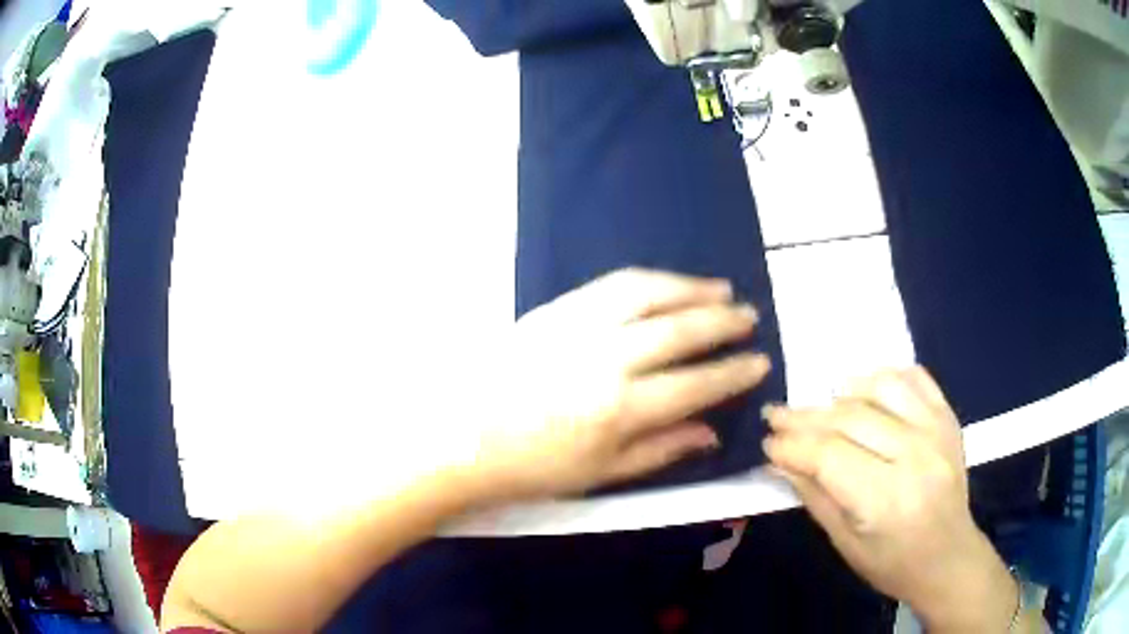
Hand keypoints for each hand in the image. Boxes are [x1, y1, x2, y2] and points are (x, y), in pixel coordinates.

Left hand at [469, 268, 770, 501]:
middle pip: (680, 330)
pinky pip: (614, 284)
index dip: (734, 373)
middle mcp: (606, 359)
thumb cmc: (533, 467)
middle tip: (750, 318)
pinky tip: (669, 284)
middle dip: (724, 323)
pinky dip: (651, 280)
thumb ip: (661, 449)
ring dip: (692, 289)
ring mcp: (579, 326)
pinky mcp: (556, 308)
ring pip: (650, 294)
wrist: (463, 437)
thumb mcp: (601, 474)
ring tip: (721, 291)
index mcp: (619, 410)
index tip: (760, 361)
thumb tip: (711, 429)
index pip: (695, 384)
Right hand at [763, 368, 1018, 631]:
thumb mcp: (844, 543)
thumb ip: (813, 496)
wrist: (949, 557)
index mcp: (886, 499)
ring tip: (823, 404)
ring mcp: (937, 431)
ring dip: (844, 392)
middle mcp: (915, 456)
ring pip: (882, 388)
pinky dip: (886, 375)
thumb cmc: (892, 563)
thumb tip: (778, 460)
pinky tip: (866, 387)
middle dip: (807, 417)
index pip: (829, 456)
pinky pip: (916, 378)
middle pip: (851, 419)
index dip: (793, 445)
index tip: (768, 441)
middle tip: (778, 416)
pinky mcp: (949, 418)